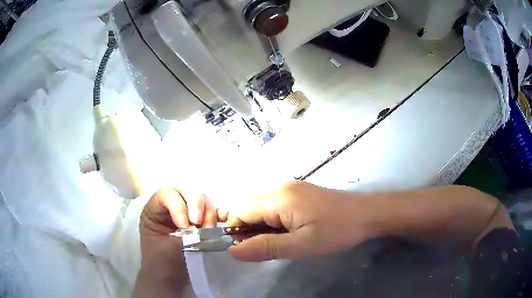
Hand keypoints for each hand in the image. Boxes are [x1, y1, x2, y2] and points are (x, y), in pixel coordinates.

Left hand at [136, 187, 227, 295]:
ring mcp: (185, 213)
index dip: (178, 205)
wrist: (169, 279)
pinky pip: (210, 212)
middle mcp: (169, 207)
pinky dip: (218, 214)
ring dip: (208, 211)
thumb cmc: (161, 263)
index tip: (185, 227)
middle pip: (185, 191)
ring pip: (200, 199)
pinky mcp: (199, 222)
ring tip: (208, 229)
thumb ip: (185, 235)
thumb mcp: (167, 248)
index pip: (166, 194)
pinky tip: (224, 217)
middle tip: (200, 224)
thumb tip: (202, 228)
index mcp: (154, 210)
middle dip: (196, 204)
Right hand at [228, 181, 373, 261]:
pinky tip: (286, 230)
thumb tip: (233, 251)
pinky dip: (271, 219)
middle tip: (265, 246)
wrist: (368, 214)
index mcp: (278, 198)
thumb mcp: (302, 245)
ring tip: (277, 240)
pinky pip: (272, 203)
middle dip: (246, 227)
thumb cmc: (337, 230)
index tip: (247, 248)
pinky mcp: (298, 192)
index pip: (239, 210)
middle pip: (246, 205)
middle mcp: (279, 187)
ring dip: (259, 224)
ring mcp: (290, 187)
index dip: (235, 230)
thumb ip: (267, 247)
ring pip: (259, 205)